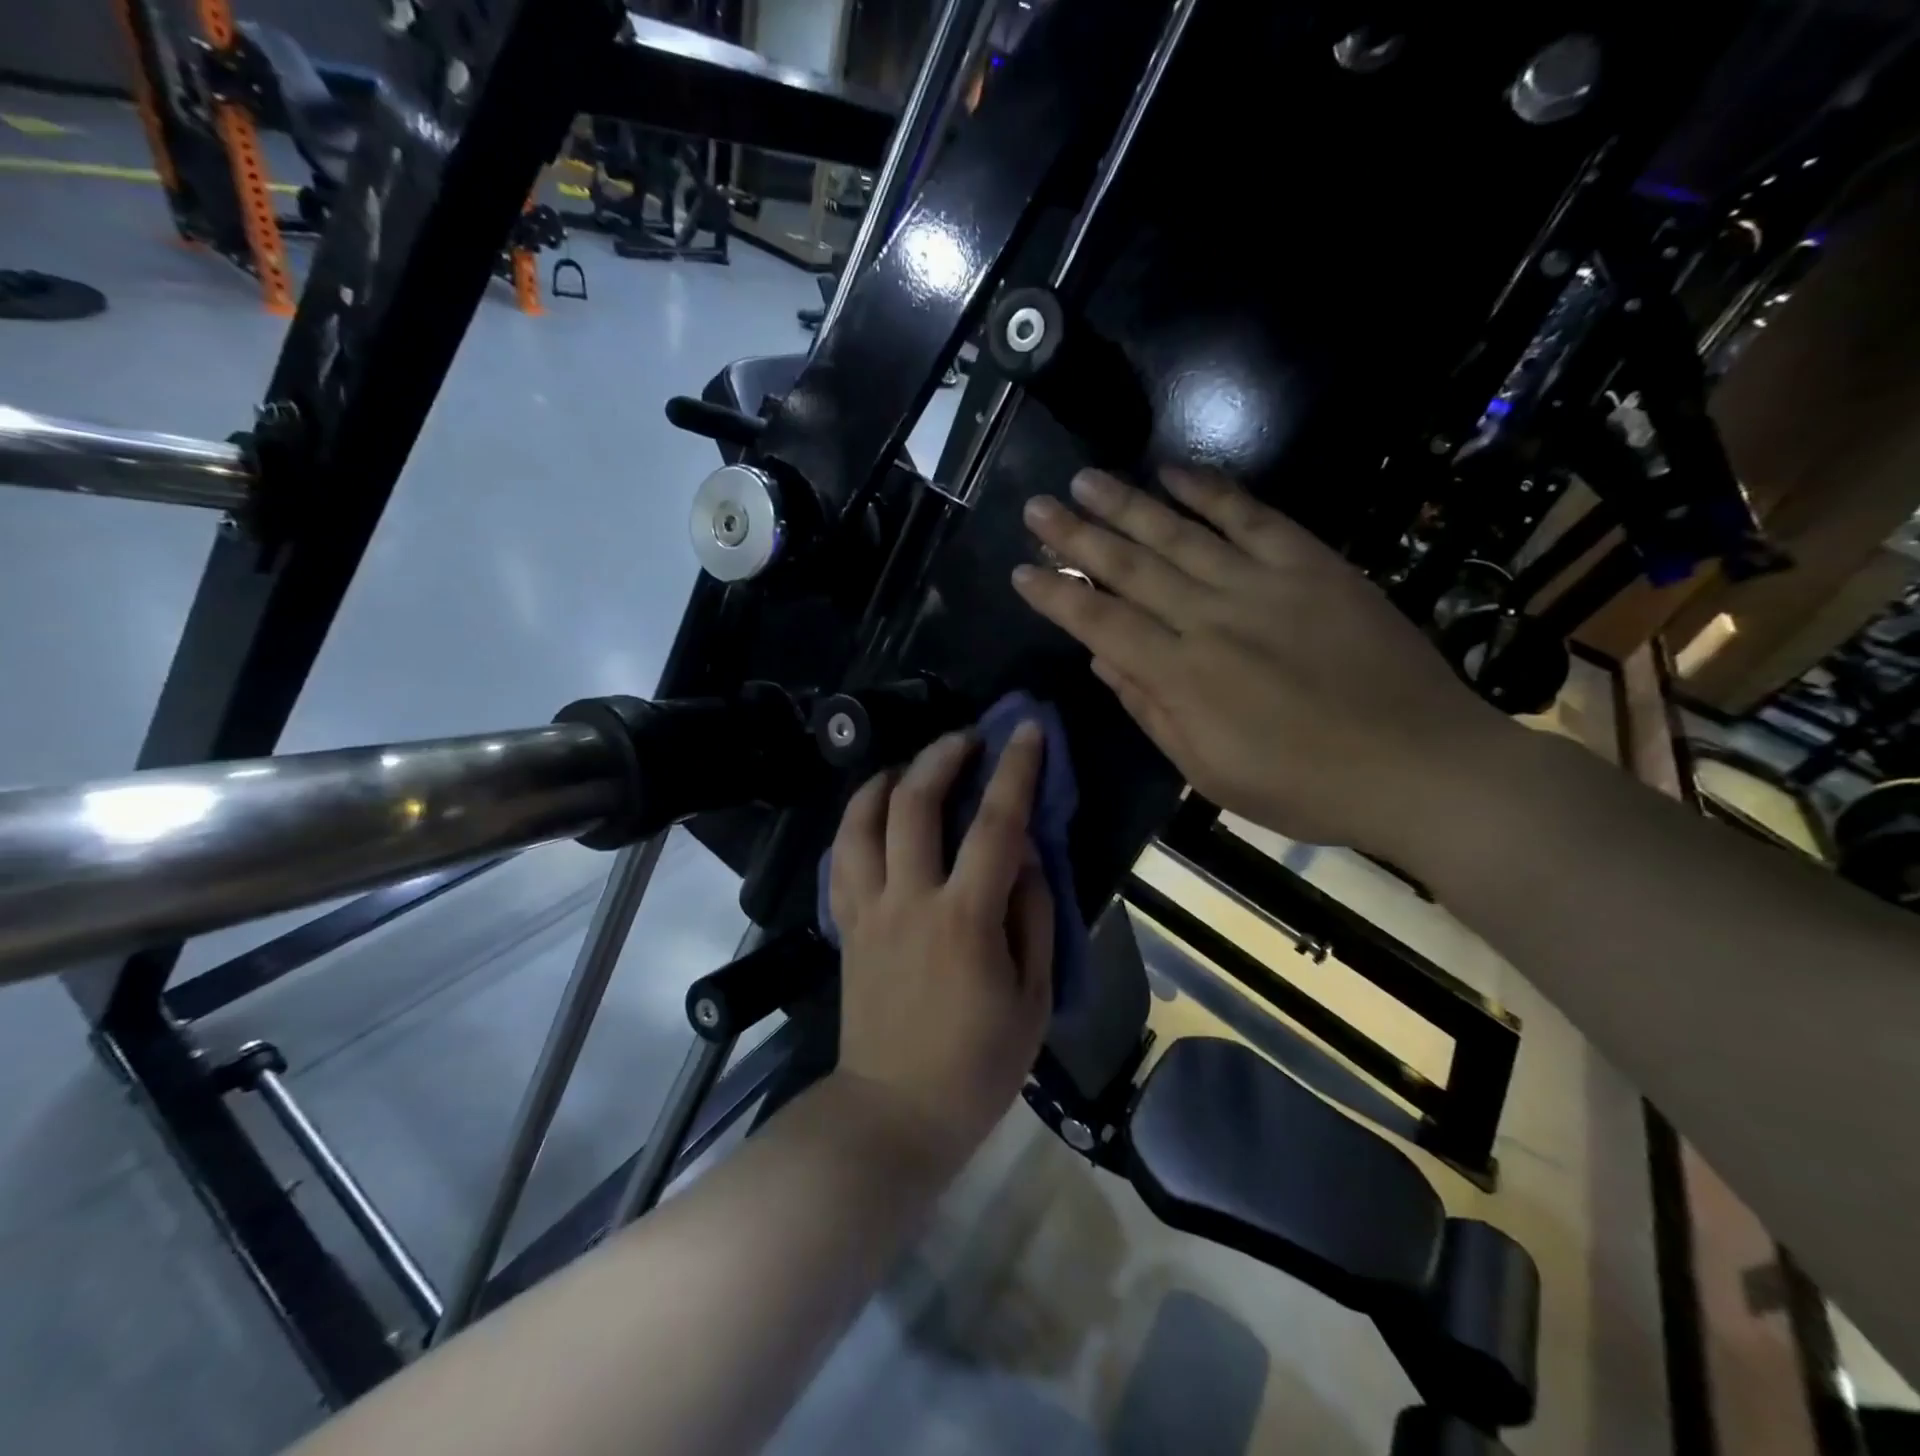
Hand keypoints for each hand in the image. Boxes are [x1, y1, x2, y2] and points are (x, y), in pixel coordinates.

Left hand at [828, 725, 1053, 1171]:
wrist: (895, 1111)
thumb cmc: (979, 1064)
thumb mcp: (1033, 997)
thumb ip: (1032, 915)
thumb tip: (1025, 854)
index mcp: (965, 918)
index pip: (995, 824)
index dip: (1015, 770)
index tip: (1025, 730)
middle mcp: (909, 899)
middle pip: (915, 804)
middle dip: (942, 756)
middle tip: (965, 738)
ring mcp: (868, 909)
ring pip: (862, 822)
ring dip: (887, 780)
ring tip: (912, 767)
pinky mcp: (846, 924)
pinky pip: (842, 858)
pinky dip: (855, 822)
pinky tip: (874, 813)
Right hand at [1011, 467, 1519, 867]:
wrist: (1420, 765)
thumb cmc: (1304, 785)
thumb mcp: (1210, 772)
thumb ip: (1150, 710)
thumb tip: (1101, 658)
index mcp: (1183, 675)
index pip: (1100, 621)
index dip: (1056, 594)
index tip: (1022, 570)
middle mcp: (1212, 617)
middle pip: (1130, 566)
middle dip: (1076, 535)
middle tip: (1036, 507)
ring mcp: (1264, 584)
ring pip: (1179, 533)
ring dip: (1127, 504)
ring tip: (1085, 480)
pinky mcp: (1313, 565)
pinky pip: (1253, 516)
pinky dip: (1212, 491)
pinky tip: (1174, 472)